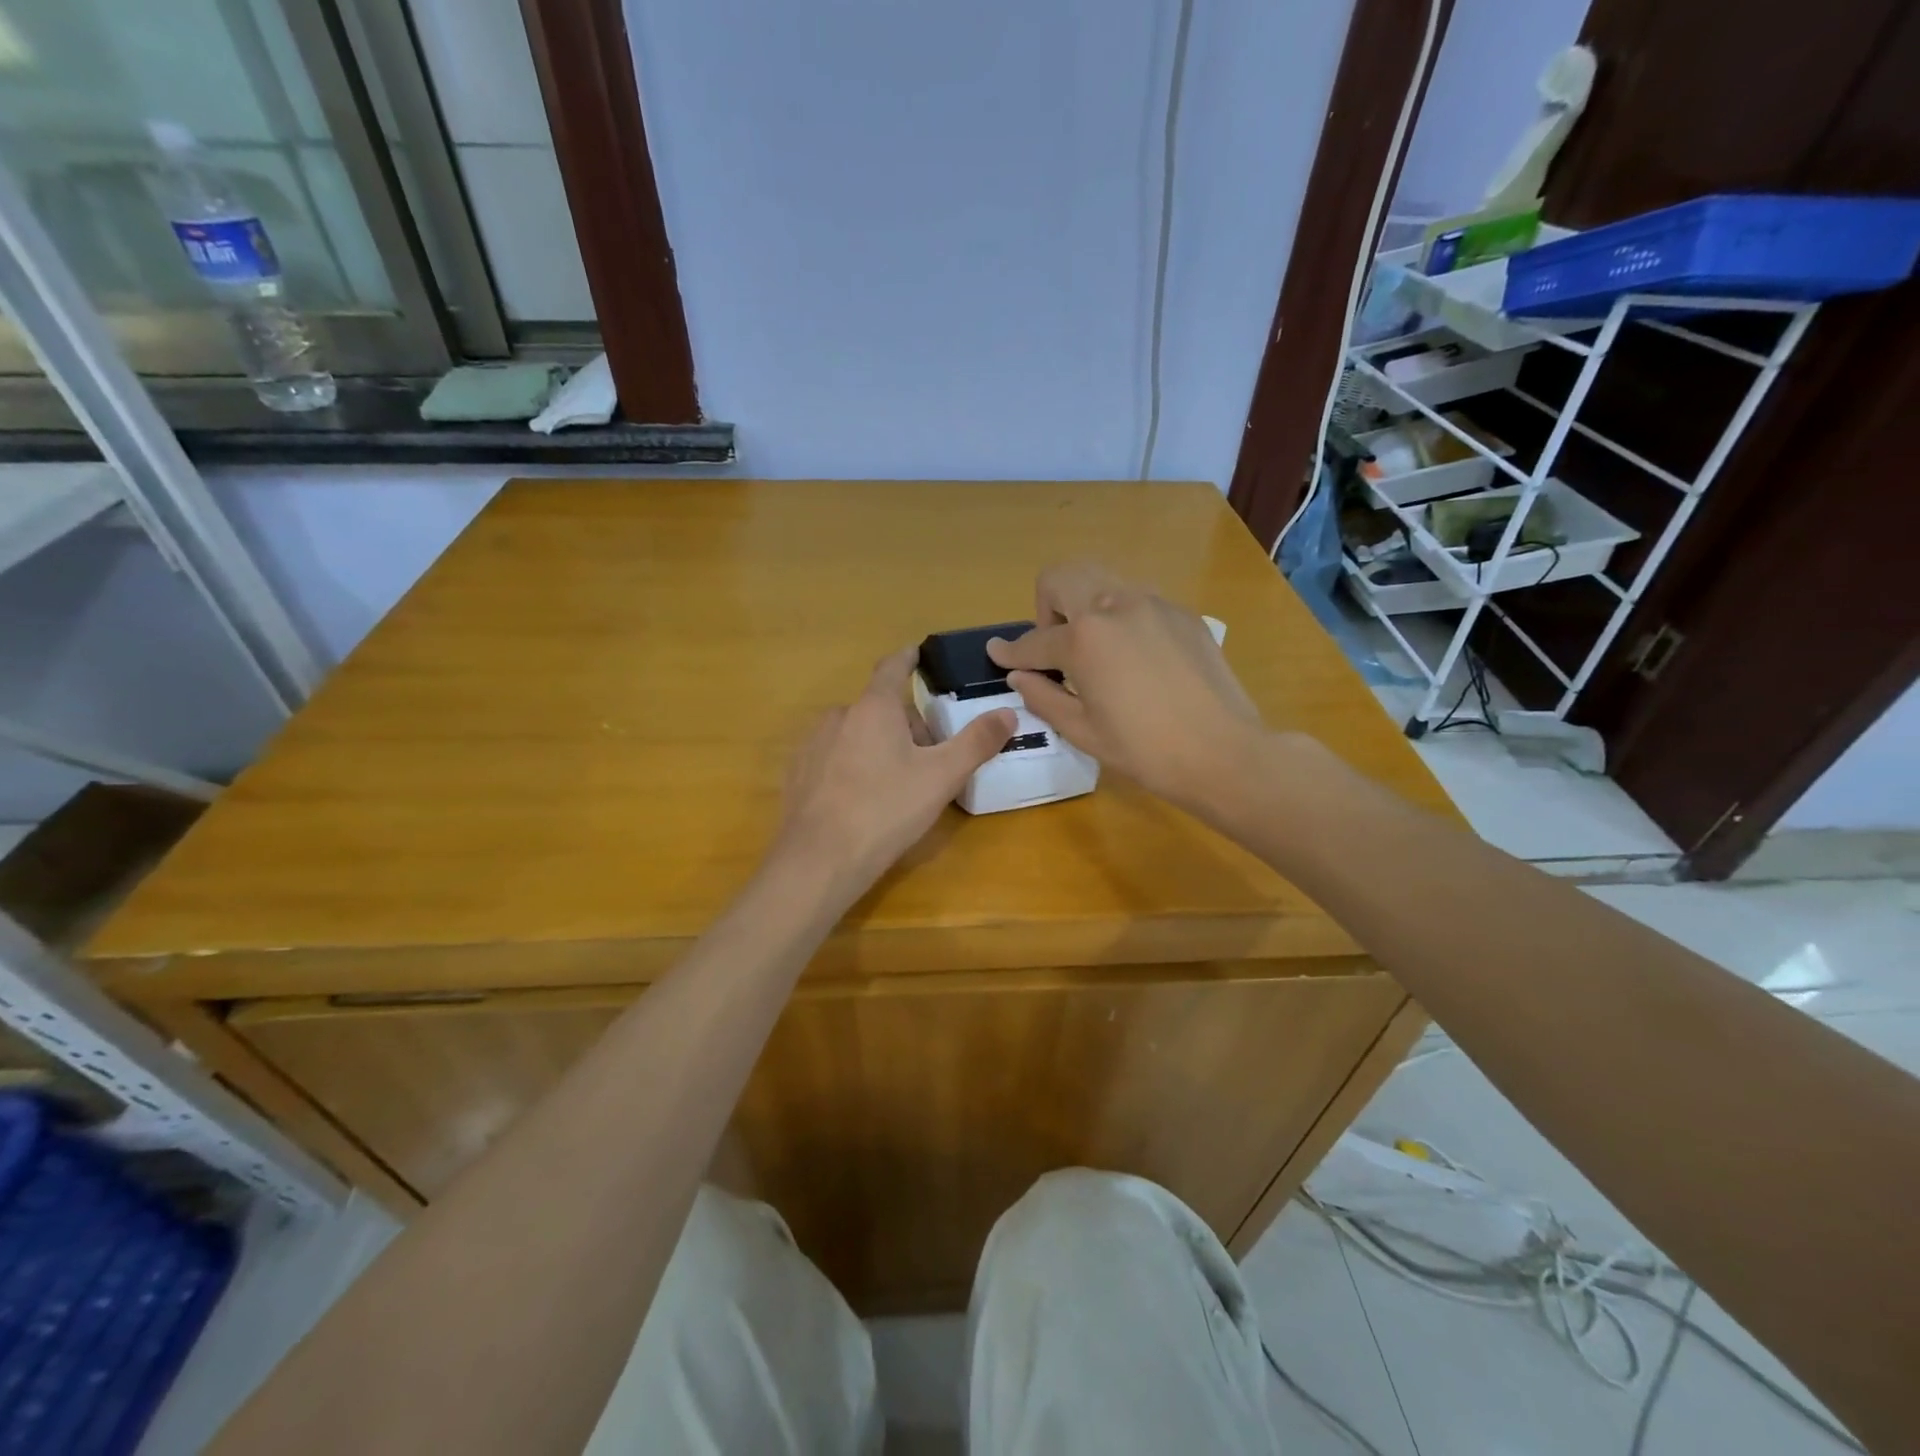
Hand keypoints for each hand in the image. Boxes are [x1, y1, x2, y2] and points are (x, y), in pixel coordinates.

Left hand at [774, 648, 1015, 891]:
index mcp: (873, 708)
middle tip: (929, 758)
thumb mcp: (941, 777)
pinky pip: (833, 759)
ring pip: (855, 735)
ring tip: (896, 785)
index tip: (916, 653)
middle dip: (904, 725)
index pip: (892, 668)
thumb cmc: (886, 810)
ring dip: (877, 746)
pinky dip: (851, 768)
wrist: (818, 860)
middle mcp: (838, 716)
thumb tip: (1007, 713)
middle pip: (879, 709)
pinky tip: (861, 801)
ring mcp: (812, 745)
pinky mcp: (797, 775)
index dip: (907, 658)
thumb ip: (976, 742)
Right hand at [986, 562, 1267, 815]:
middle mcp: (1115, 605)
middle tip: (1057, 648)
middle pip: (1062, 577)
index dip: (1009, 651)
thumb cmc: (1144, 750)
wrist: (1223, 752)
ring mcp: (1153, 603)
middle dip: (1046, 607)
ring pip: (1101, 580)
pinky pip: (1137, 600)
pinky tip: (1136, 658)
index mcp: (1084, 639)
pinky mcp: (1182, 613)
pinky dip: (1121, 618)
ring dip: (1084, 605)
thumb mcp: (1082, 731)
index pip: (1034, 640)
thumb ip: (1043, 696)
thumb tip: (1019, 674)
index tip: (996, 652)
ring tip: (1096, 650)